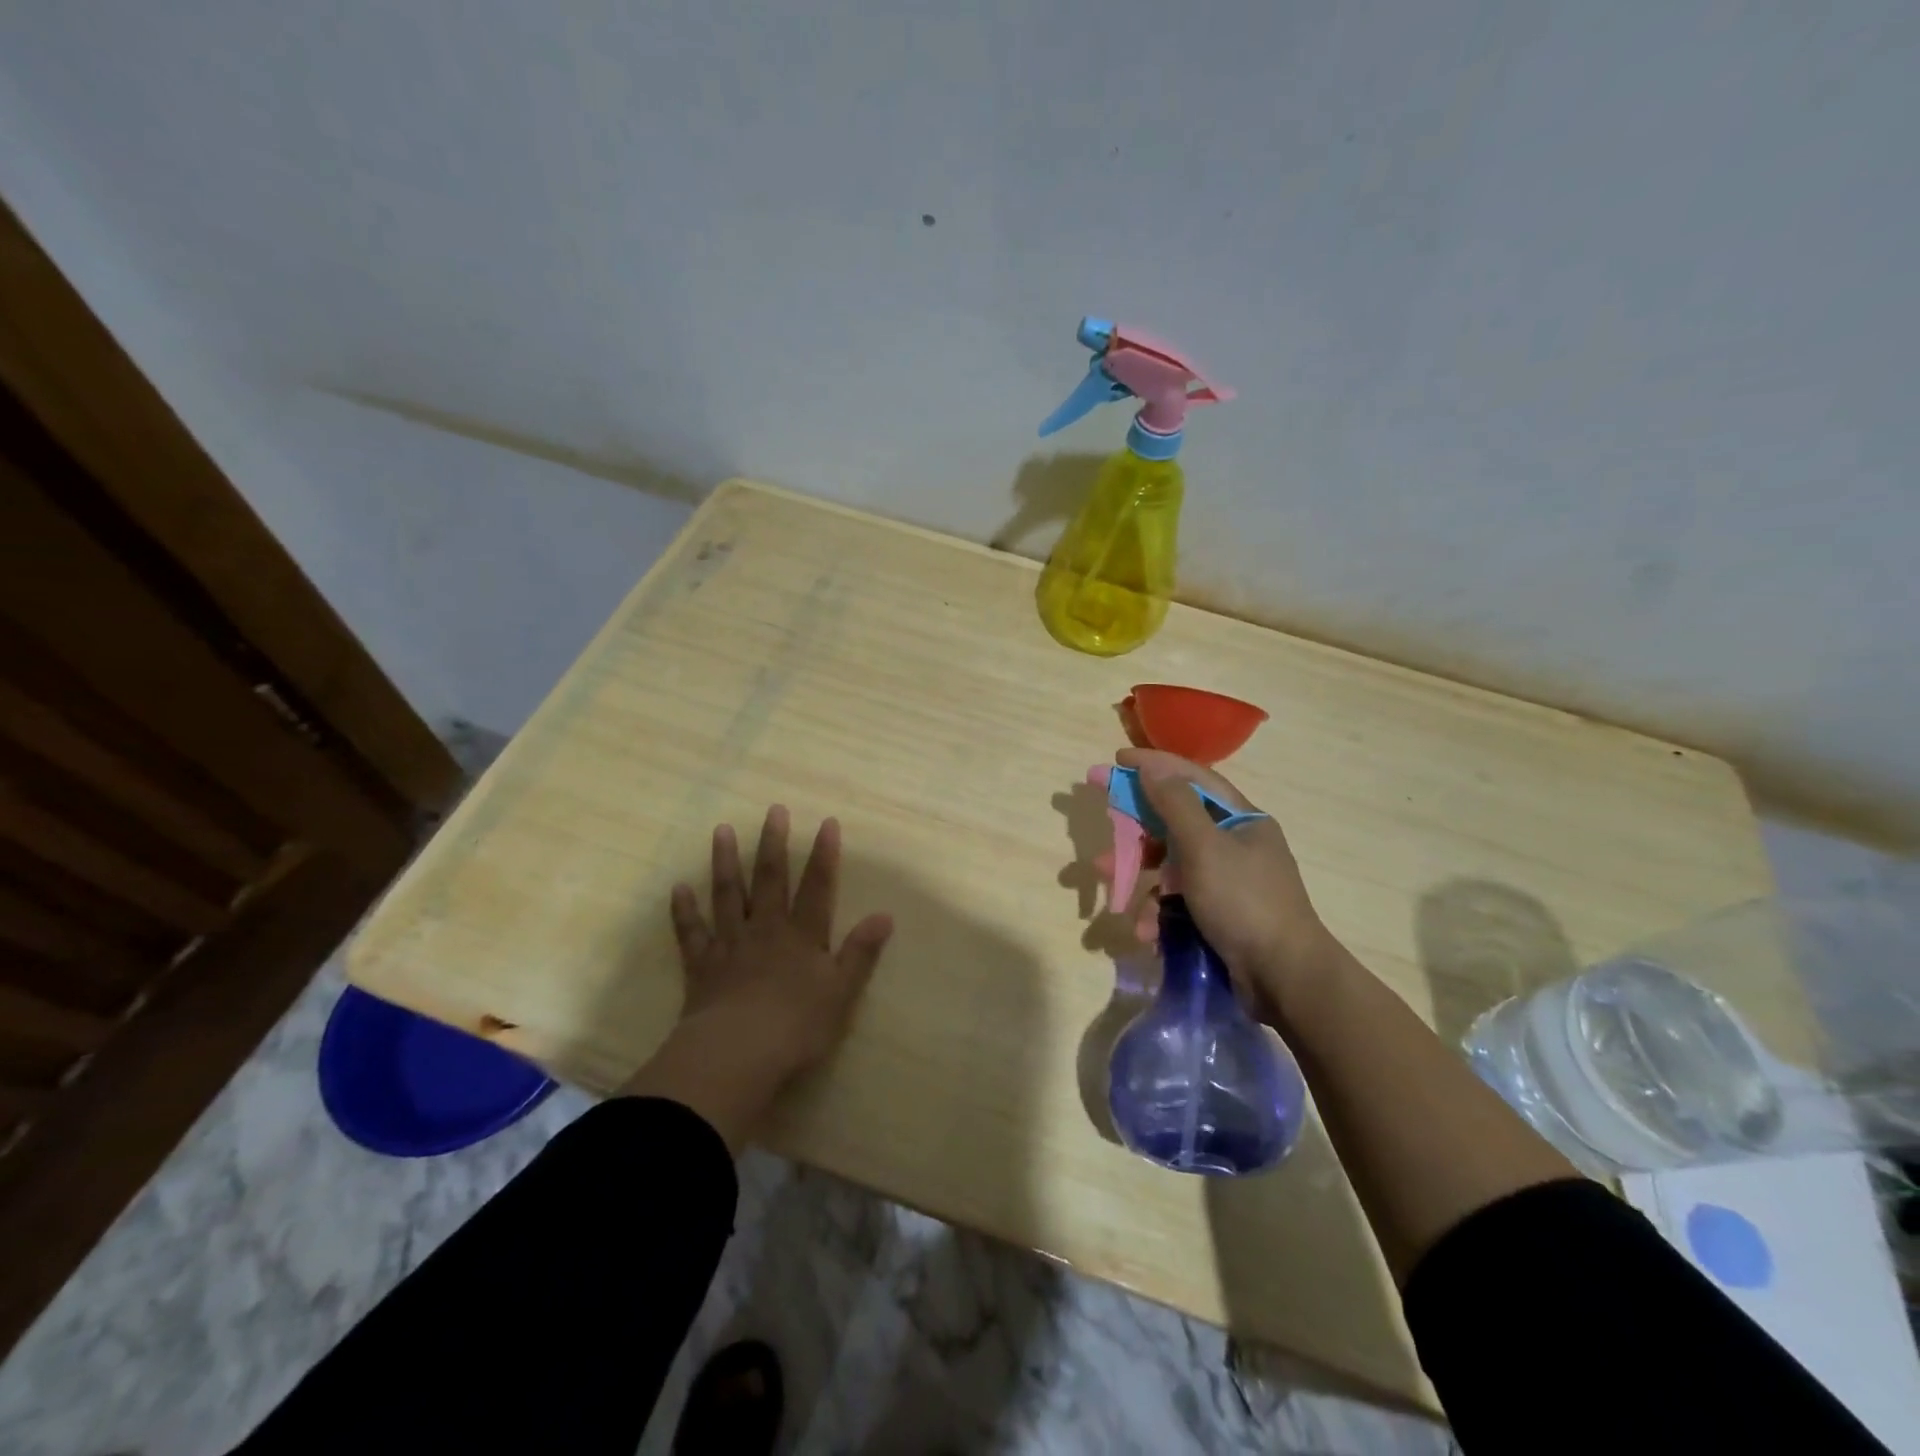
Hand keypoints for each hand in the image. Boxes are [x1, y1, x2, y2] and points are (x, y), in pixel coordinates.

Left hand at [620, 806, 893, 1148]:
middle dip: (773, 843)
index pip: (817, 887)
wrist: (737, 1054)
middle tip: (773, 810)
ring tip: (721, 830)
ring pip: (728, 895)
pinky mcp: (702, 966)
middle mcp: (766, 930)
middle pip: (770, 880)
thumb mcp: (841, 992)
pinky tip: (679, 888)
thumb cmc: (797, 1026)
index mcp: (802, 936)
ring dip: (725, 862)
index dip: (824, 855)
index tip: (827, 822)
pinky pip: (692, 932)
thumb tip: (885, 915)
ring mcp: (730, 944)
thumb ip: (860, 952)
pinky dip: (684, 910)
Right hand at [1119, 748, 1338, 1022]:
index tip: (1116, 761)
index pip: (1192, 779)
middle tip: (1104, 841)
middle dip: (1136, 836)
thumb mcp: (1205, 847)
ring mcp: (1227, 882)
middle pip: (1175, 825)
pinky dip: (1159, 913)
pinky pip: (1179, 902)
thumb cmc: (1244, 901)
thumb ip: (1175, 805)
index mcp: (1241, 820)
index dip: (1154, 766)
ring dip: (1142, 882)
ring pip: (1172, 868)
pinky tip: (1147, 932)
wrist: (1285, 979)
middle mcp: (1235, 845)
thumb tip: (1151, 768)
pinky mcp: (1219, 915)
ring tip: (1115, 897)